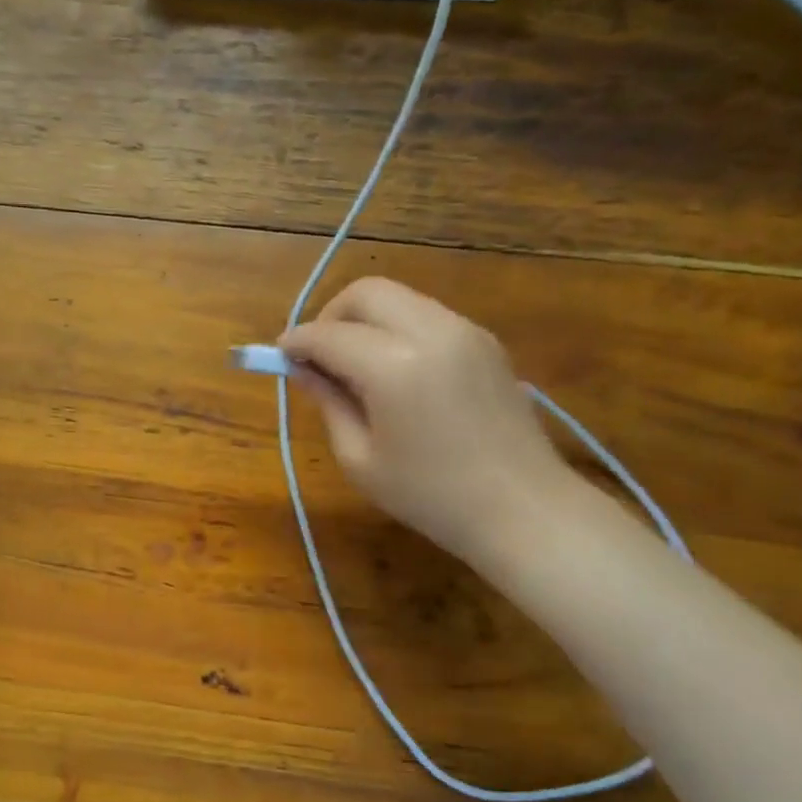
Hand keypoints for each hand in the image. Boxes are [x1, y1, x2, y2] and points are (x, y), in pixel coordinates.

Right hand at [280, 278, 572, 564]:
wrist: (522, 509)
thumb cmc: (430, 496)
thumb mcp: (360, 458)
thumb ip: (328, 402)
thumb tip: (302, 369)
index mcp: (395, 367)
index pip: (329, 335)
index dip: (297, 342)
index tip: (279, 356)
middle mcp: (431, 332)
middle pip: (366, 293)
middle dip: (330, 315)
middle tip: (317, 355)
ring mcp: (464, 331)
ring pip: (398, 298)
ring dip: (364, 319)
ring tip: (352, 363)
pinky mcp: (484, 340)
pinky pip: (425, 314)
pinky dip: (396, 327)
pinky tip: (392, 369)